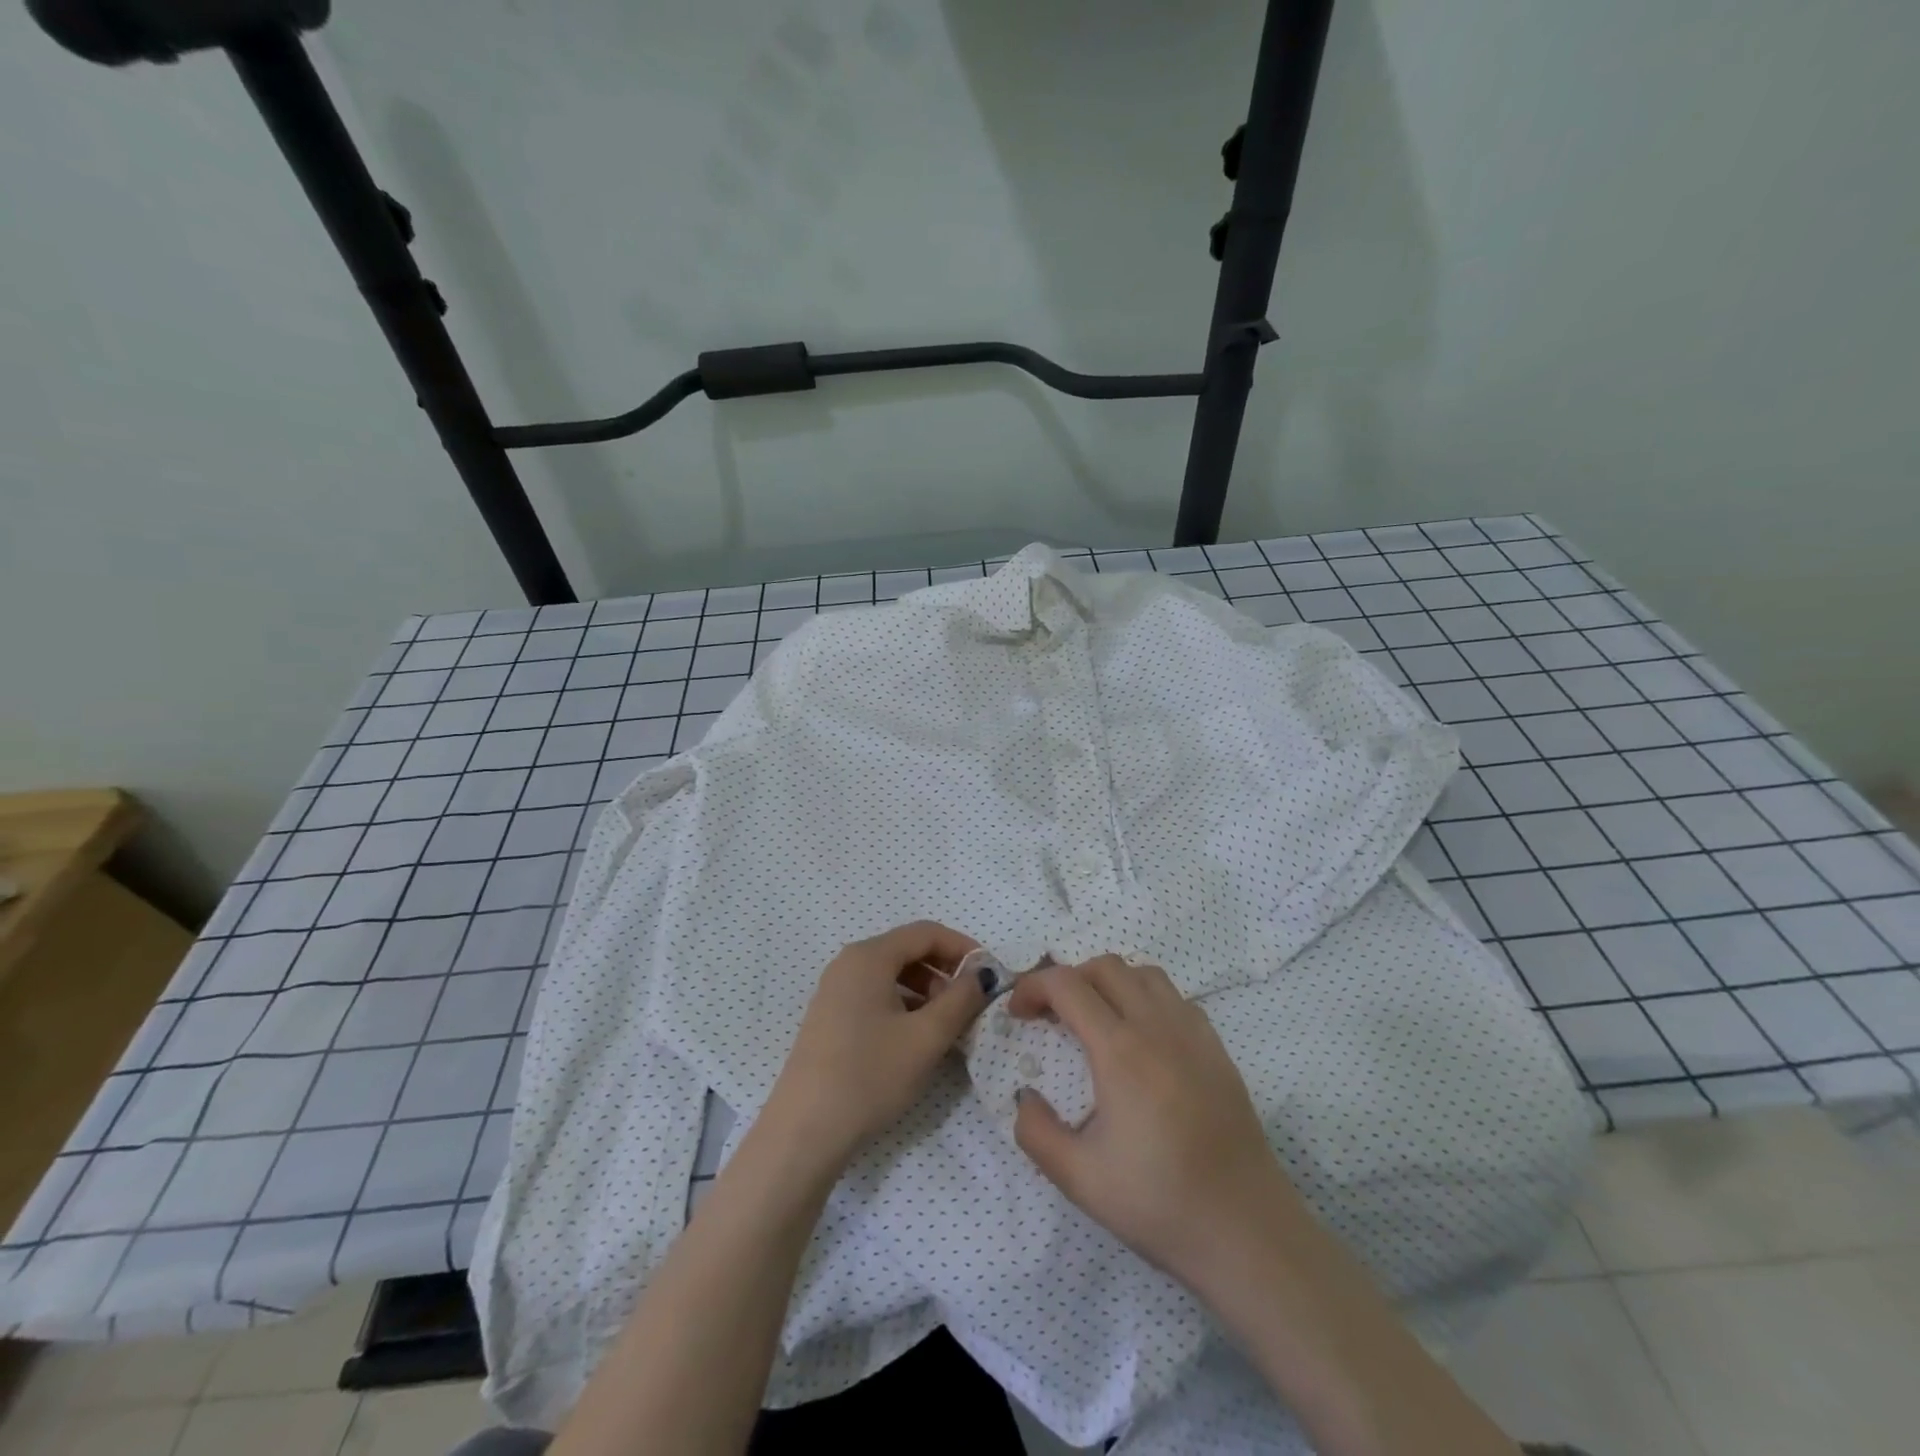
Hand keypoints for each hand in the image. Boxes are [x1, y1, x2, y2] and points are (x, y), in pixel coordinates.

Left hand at [762, 921, 991, 1171]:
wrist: (805, 1131)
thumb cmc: (870, 1075)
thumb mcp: (926, 1037)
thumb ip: (961, 999)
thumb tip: (982, 975)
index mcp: (869, 956)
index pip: (926, 933)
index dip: (963, 947)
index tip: (990, 974)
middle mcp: (849, 963)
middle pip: (908, 950)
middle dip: (945, 971)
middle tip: (970, 1004)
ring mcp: (835, 990)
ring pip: (893, 975)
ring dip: (927, 990)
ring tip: (947, 1025)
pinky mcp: (831, 1017)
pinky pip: (876, 995)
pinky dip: (904, 1005)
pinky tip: (917, 1038)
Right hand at [1009, 956, 1304, 1287]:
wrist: (1247, 1232)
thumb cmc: (1159, 1203)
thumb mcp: (1079, 1178)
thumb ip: (1035, 1131)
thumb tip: (1024, 1096)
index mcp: (1120, 1050)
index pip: (1067, 984)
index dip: (1033, 986)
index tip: (1018, 1014)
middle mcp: (1157, 1026)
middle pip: (1105, 966)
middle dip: (1068, 978)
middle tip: (1051, 1015)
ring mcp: (1193, 1033)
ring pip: (1144, 974)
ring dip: (1110, 983)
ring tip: (1095, 1020)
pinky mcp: (1217, 1049)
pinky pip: (1175, 999)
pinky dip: (1146, 999)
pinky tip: (1142, 1040)